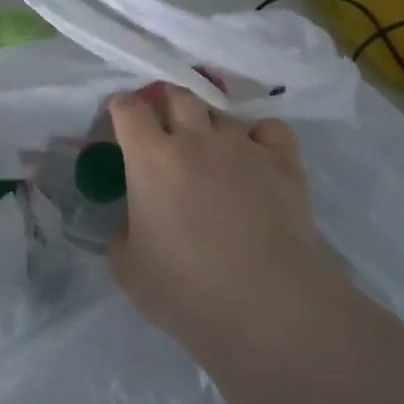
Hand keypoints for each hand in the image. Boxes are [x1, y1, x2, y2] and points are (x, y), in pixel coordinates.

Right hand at [108, 86, 339, 360]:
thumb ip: (121, 231)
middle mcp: (195, 138)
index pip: (129, 108)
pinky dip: (259, 136)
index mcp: (151, 157)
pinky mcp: (283, 161)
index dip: (121, 109)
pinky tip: (256, 158)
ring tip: (212, 152)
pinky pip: (269, 128)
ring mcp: (242, 146)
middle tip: (166, 132)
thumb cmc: (188, 291)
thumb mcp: (128, 270)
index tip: (120, 122)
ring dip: (210, 125)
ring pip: (221, 112)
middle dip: (166, 105)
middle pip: (177, 95)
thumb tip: (130, 216)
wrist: (270, 307)